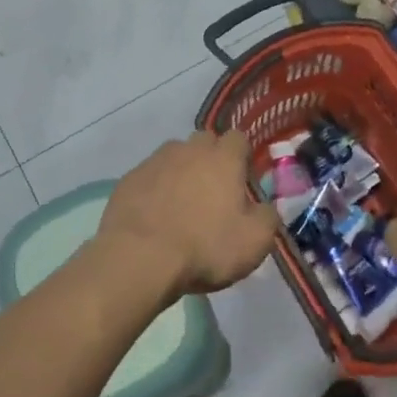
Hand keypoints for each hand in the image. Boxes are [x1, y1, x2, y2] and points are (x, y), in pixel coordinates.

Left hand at [98, 130, 275, 300]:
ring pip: (175, 156)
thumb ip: (267, 218)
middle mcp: (189, 149)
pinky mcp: (129, 178)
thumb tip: (265, 208)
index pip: (238, 138)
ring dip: (181, 172)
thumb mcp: (254, 242)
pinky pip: (150, 176)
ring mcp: (156, 160)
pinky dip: (155, 188)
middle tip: (212, 193)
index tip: (241, 182)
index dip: (242, 158)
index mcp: (223, 158)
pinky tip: (154, 215)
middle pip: (205, 141)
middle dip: (211, 159)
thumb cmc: (204, 247)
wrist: (139, 258)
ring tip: (180, 205)